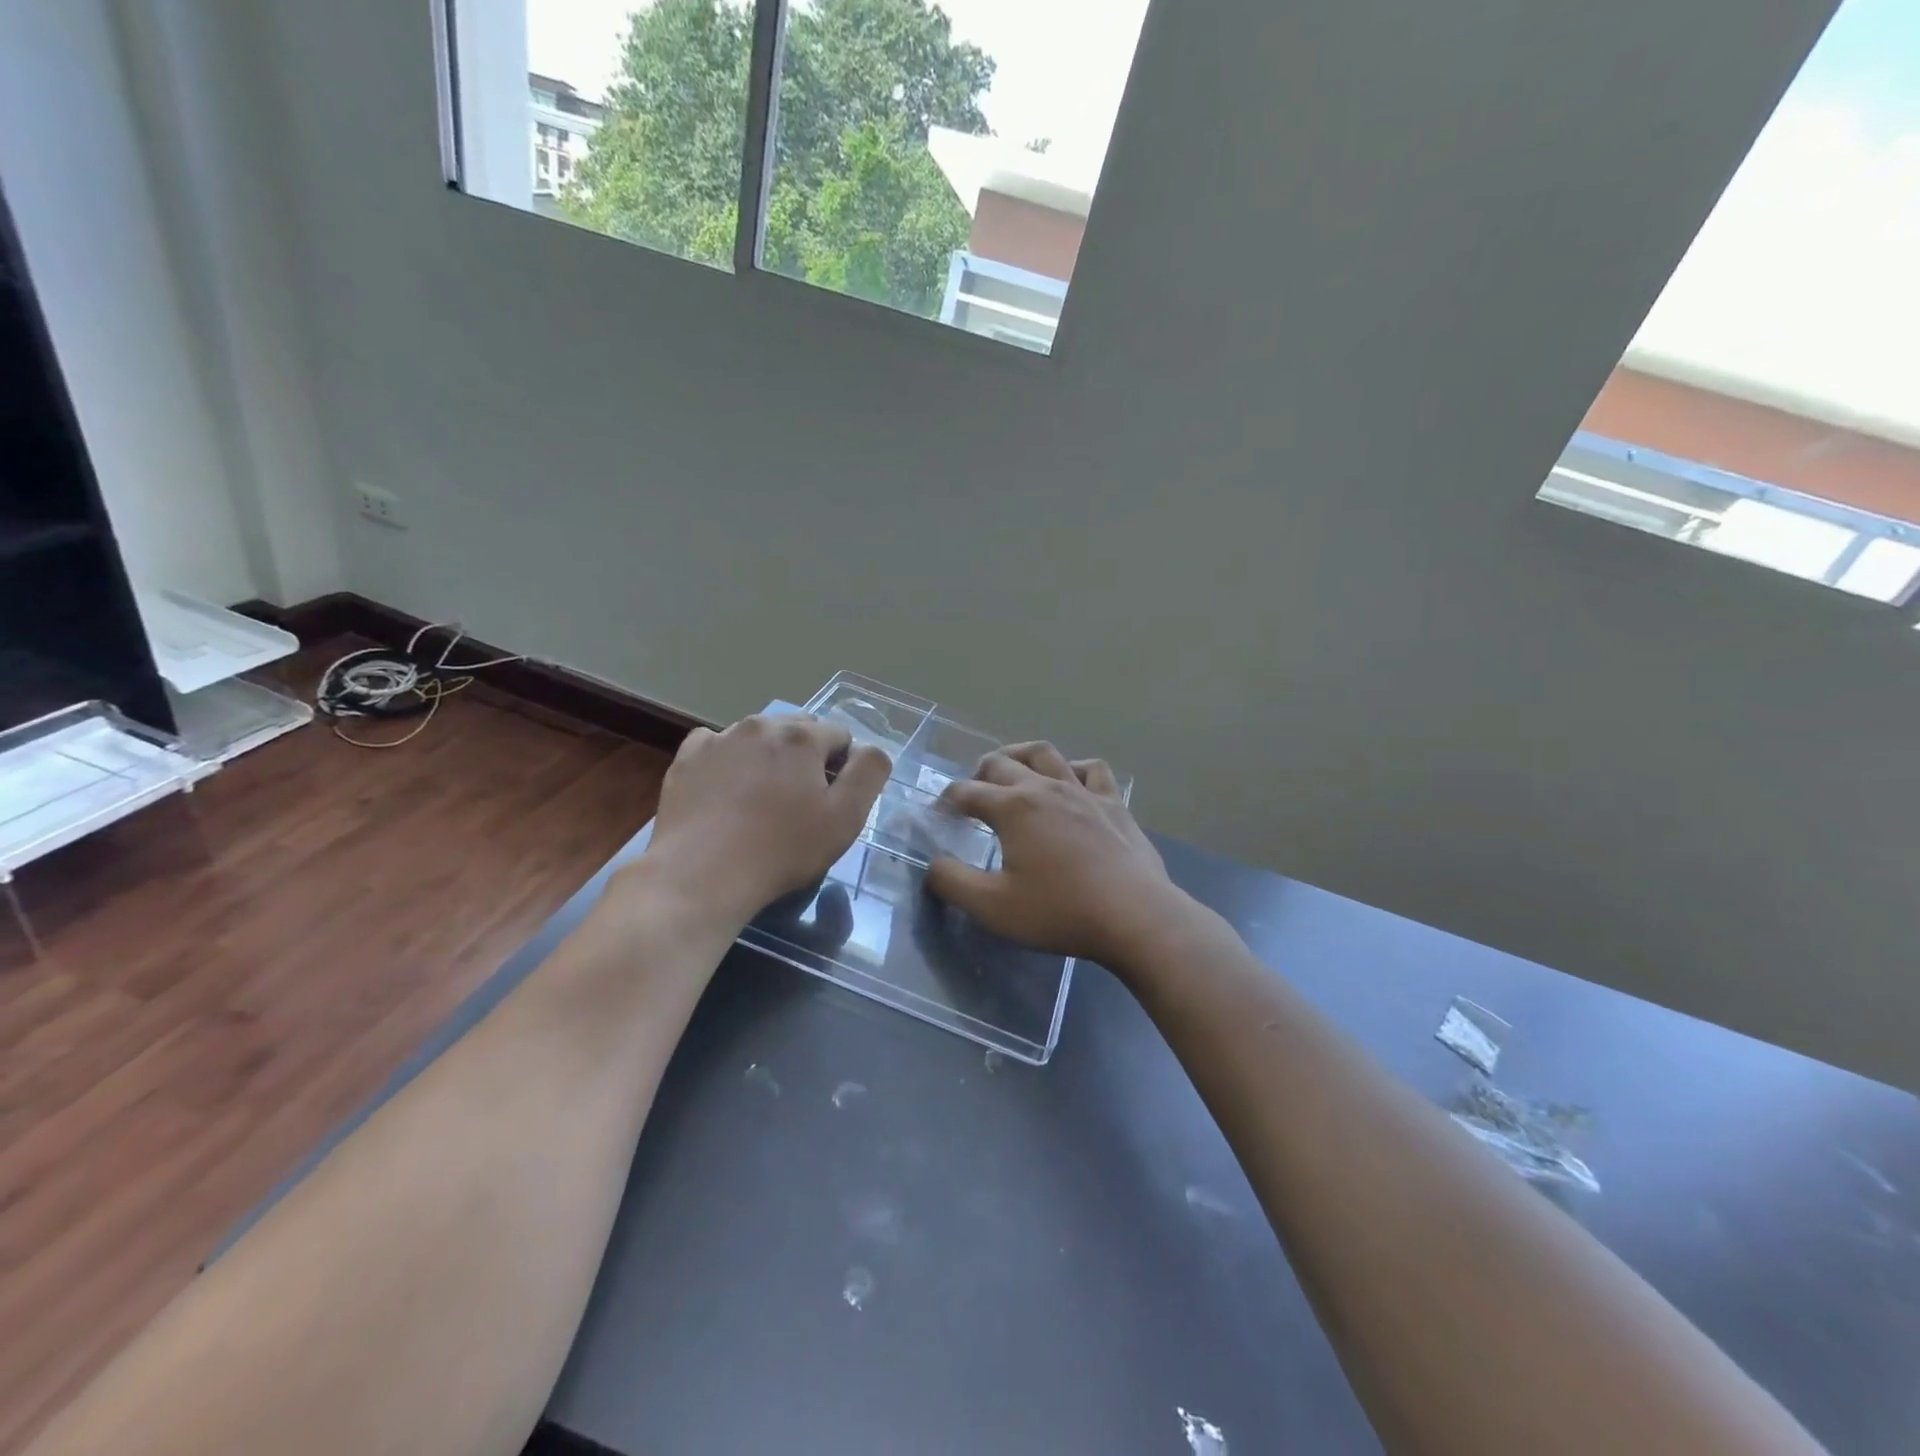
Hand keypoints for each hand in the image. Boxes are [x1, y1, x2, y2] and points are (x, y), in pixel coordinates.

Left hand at [636, 714, 890, 924]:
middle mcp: (761, 725)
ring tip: (761, 799)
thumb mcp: (846, 818)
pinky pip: (717, 745)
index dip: (842, 767)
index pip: (841, 736)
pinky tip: (725, 790)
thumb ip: (869, 774)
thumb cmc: (782, 849)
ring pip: (758, 736)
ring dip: (768, 756)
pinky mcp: (687, 758)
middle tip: (800, 801)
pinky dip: (727, 760)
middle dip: (807, 756)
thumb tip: (871, 750)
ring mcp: (720, 738)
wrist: (702, 874)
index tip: (831, 802)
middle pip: (799, 729)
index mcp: (803, 736)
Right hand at [925, 742, 1189, 968]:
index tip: (937, 817)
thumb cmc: (1059, 911)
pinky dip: (1073, 769)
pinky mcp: (1113, 804)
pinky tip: (1070, 782)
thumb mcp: (992, 907)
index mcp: (1012, 807)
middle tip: (971, 797)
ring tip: (1012, 771)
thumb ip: (952, 882)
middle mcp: (1045, 787)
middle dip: (978, 774)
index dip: (945, 801)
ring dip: (1020, 756)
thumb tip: (934, 864)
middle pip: (1001, 763)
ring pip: (1045, 754)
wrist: (1134, 916)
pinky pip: (1091, 770)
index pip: (966, 792)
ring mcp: (1083, 791)